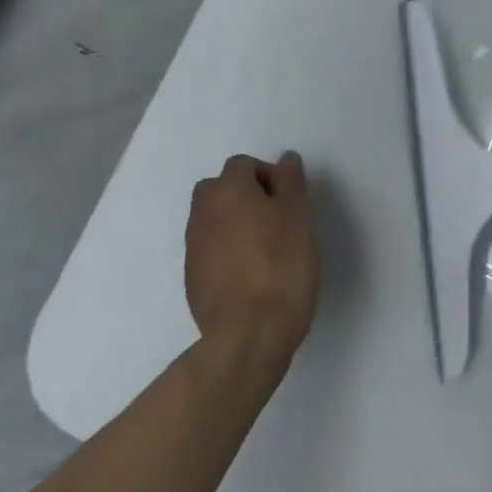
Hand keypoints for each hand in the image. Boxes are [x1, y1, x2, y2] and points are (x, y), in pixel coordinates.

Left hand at [184, 152, 320, 361]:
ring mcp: (193, 247)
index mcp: (227, 191)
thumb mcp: (298, 217)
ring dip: (235, 223)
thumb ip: (290, 183)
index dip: (269, 176)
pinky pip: (210, 250)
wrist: (249, 333)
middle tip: (277, 219)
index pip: (243, 165)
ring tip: (267, 248)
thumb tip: (284, 159)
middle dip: (245, 195)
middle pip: (220, 188)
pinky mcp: (192, 278)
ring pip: (213, 220)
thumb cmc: (282, 265)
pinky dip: (227, 251)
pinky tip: (252, 273)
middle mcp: (202, 213)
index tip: (290, 201)